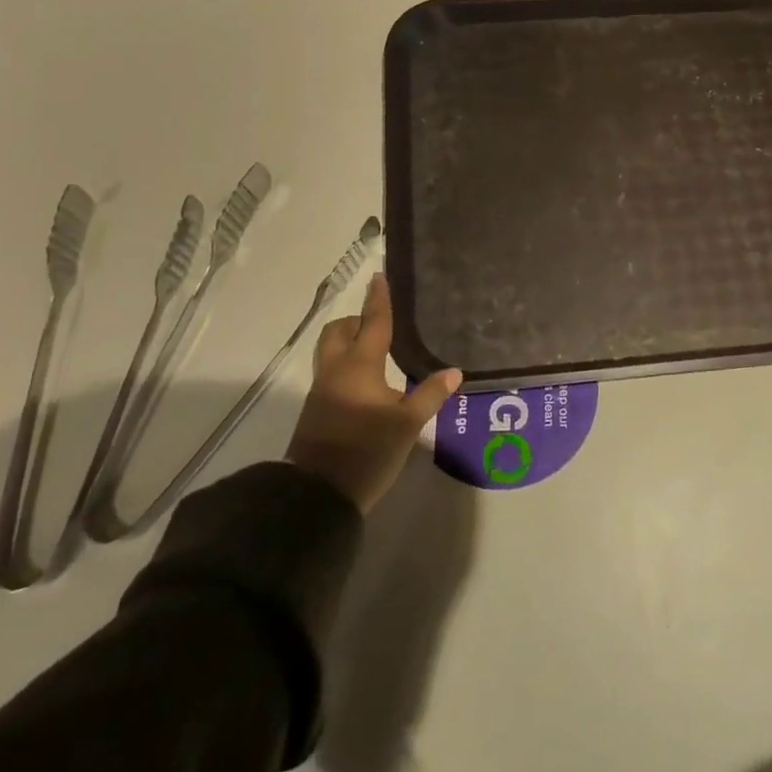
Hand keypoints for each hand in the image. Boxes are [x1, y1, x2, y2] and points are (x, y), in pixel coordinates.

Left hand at [286, 273, 461, 512]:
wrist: (318, 494)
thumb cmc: (367, 452)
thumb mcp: (407, 425)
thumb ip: (430, 394)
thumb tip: (454, 371)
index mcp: (360, 366)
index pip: (373, 323)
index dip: (379, 299)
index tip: (379, 276)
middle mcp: (336, 369)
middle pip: (340, 331)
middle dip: (357, 321)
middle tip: (380, 325)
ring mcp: (322, 390)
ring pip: (331, 350)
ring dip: (348, 342)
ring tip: (375, 352)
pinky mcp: (316, 409)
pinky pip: (331, 371)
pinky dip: (346, 364)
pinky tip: (366, 382)